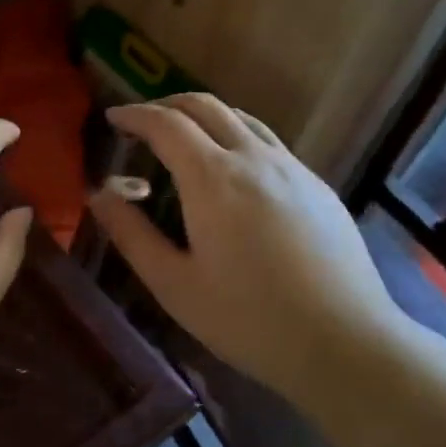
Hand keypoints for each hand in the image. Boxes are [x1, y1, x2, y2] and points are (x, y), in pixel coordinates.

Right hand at [86, 95, 399, 402]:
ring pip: (243, 119)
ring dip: (205, 117)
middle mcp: (255, 158)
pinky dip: (237, 138)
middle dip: (168, 104)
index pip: (166, 124)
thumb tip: (100, 195)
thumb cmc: (249, 320)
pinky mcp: (318, 187)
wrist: (345, 342)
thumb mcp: (175, 285)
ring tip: (185, 140)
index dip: (135, 115)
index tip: (113, 118)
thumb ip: (132, 235)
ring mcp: (293, 169)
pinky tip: (234, 174)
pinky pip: (269, 144)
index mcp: (213, 178)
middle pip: (206, 106)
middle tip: (143, 123)